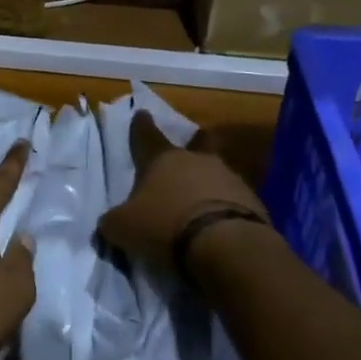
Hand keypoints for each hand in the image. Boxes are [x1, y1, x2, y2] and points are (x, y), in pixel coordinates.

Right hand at [99, 112, 268, 270]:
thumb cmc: (165, 225)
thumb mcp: (124, 228)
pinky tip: (220, 222)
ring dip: (209, 181)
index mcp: (162, 159)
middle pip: (196, 144)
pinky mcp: (252, 201)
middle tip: (193, 145)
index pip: (147, 136)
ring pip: (217, 170)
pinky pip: (234, 198)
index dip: (141, 126)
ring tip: (202, 199)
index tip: (141, 114)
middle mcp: (197, 160)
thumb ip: (113, 222)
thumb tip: (108, 223)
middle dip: (193, 143)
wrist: (226, 245)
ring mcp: (229, 177)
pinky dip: (226, 206)